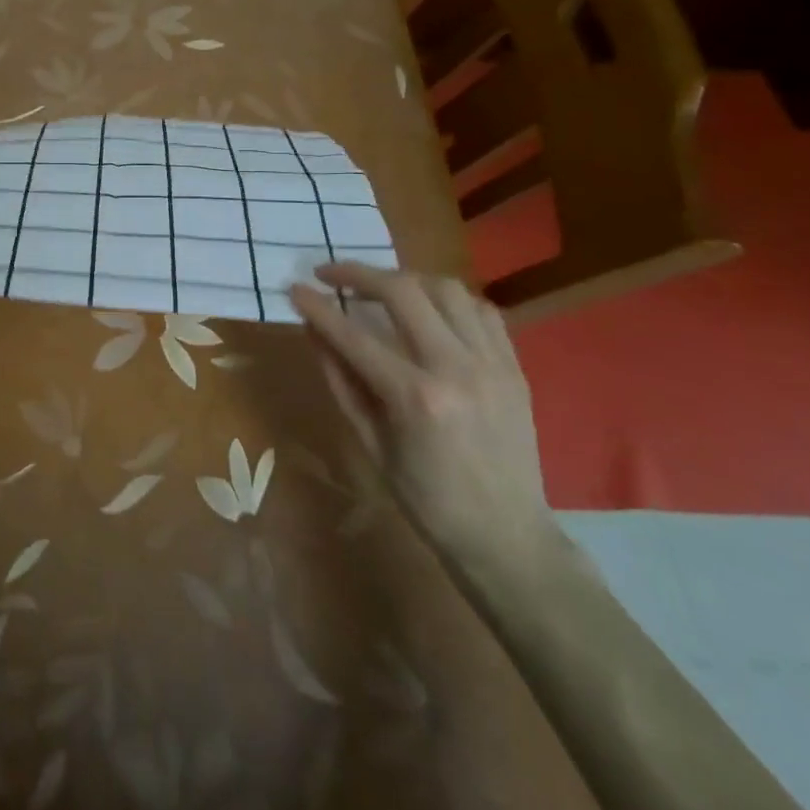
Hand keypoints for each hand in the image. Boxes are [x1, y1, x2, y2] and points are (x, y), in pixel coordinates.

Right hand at [288, 263, 556, 579]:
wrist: (507, 537)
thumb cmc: (426, 499)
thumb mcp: (370, 443)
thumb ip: (342, 381)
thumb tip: (315, 332)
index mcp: (415, 397)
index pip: (353, 334)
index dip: (318, 307)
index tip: (294, 288)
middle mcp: (456, 368)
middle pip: (403, 291)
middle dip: (358, 273)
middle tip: (330, 273)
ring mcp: (492, 363)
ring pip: (446, 288)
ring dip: (405, 279)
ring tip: (380, 289)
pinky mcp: (514, 366)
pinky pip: (480, 310)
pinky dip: (447, 300)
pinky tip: (428, 311)